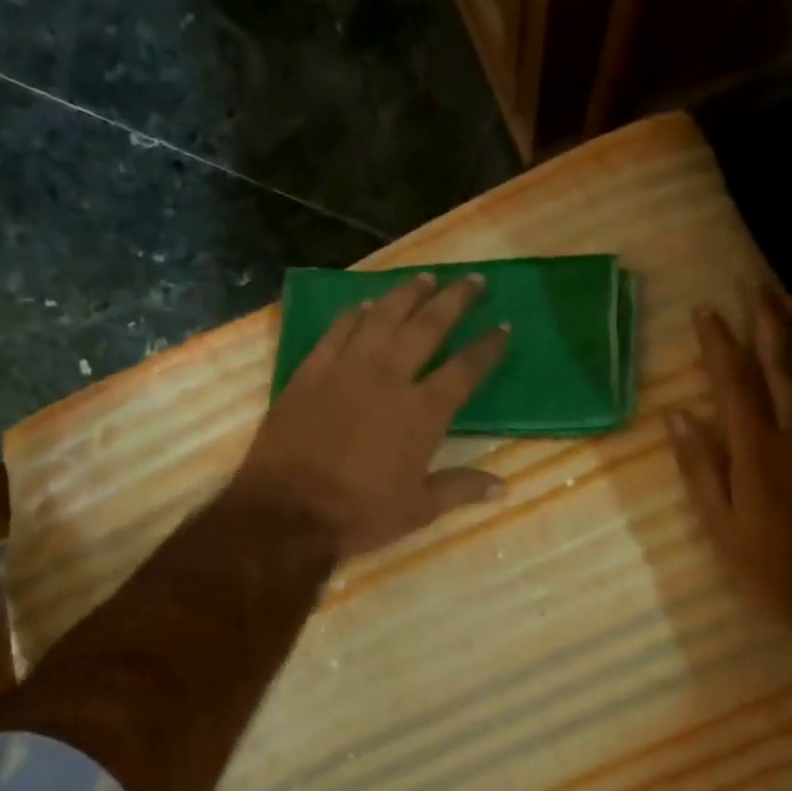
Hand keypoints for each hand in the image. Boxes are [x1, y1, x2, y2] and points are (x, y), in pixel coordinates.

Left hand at [234, 273, 510, 558]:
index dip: (488, 347)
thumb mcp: (419, 509)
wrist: (287, 511)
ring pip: (382, 317)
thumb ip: (461, 488)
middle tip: (473, 279)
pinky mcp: (310, 372)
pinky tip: (364, 303)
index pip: (465, 369)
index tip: (504, 327)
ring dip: (406, 294)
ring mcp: (346, 369)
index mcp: (422, 411)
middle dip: (455, 300)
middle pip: (428, 326)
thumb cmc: (359, 513)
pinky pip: (337, 331)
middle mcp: (389, 377)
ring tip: (425, 277)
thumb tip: (503, 487)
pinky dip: (353, 314)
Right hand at [669, 278, 791, 629]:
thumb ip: (699, 467)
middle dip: (767, 318)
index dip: (719, 342)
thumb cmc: (770, 565)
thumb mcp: (719, 524)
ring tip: (789, 299)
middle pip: (784, 360)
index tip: (705, 310)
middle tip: (754, 282)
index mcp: (758, 448)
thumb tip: (679, 417)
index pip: (736, 380)